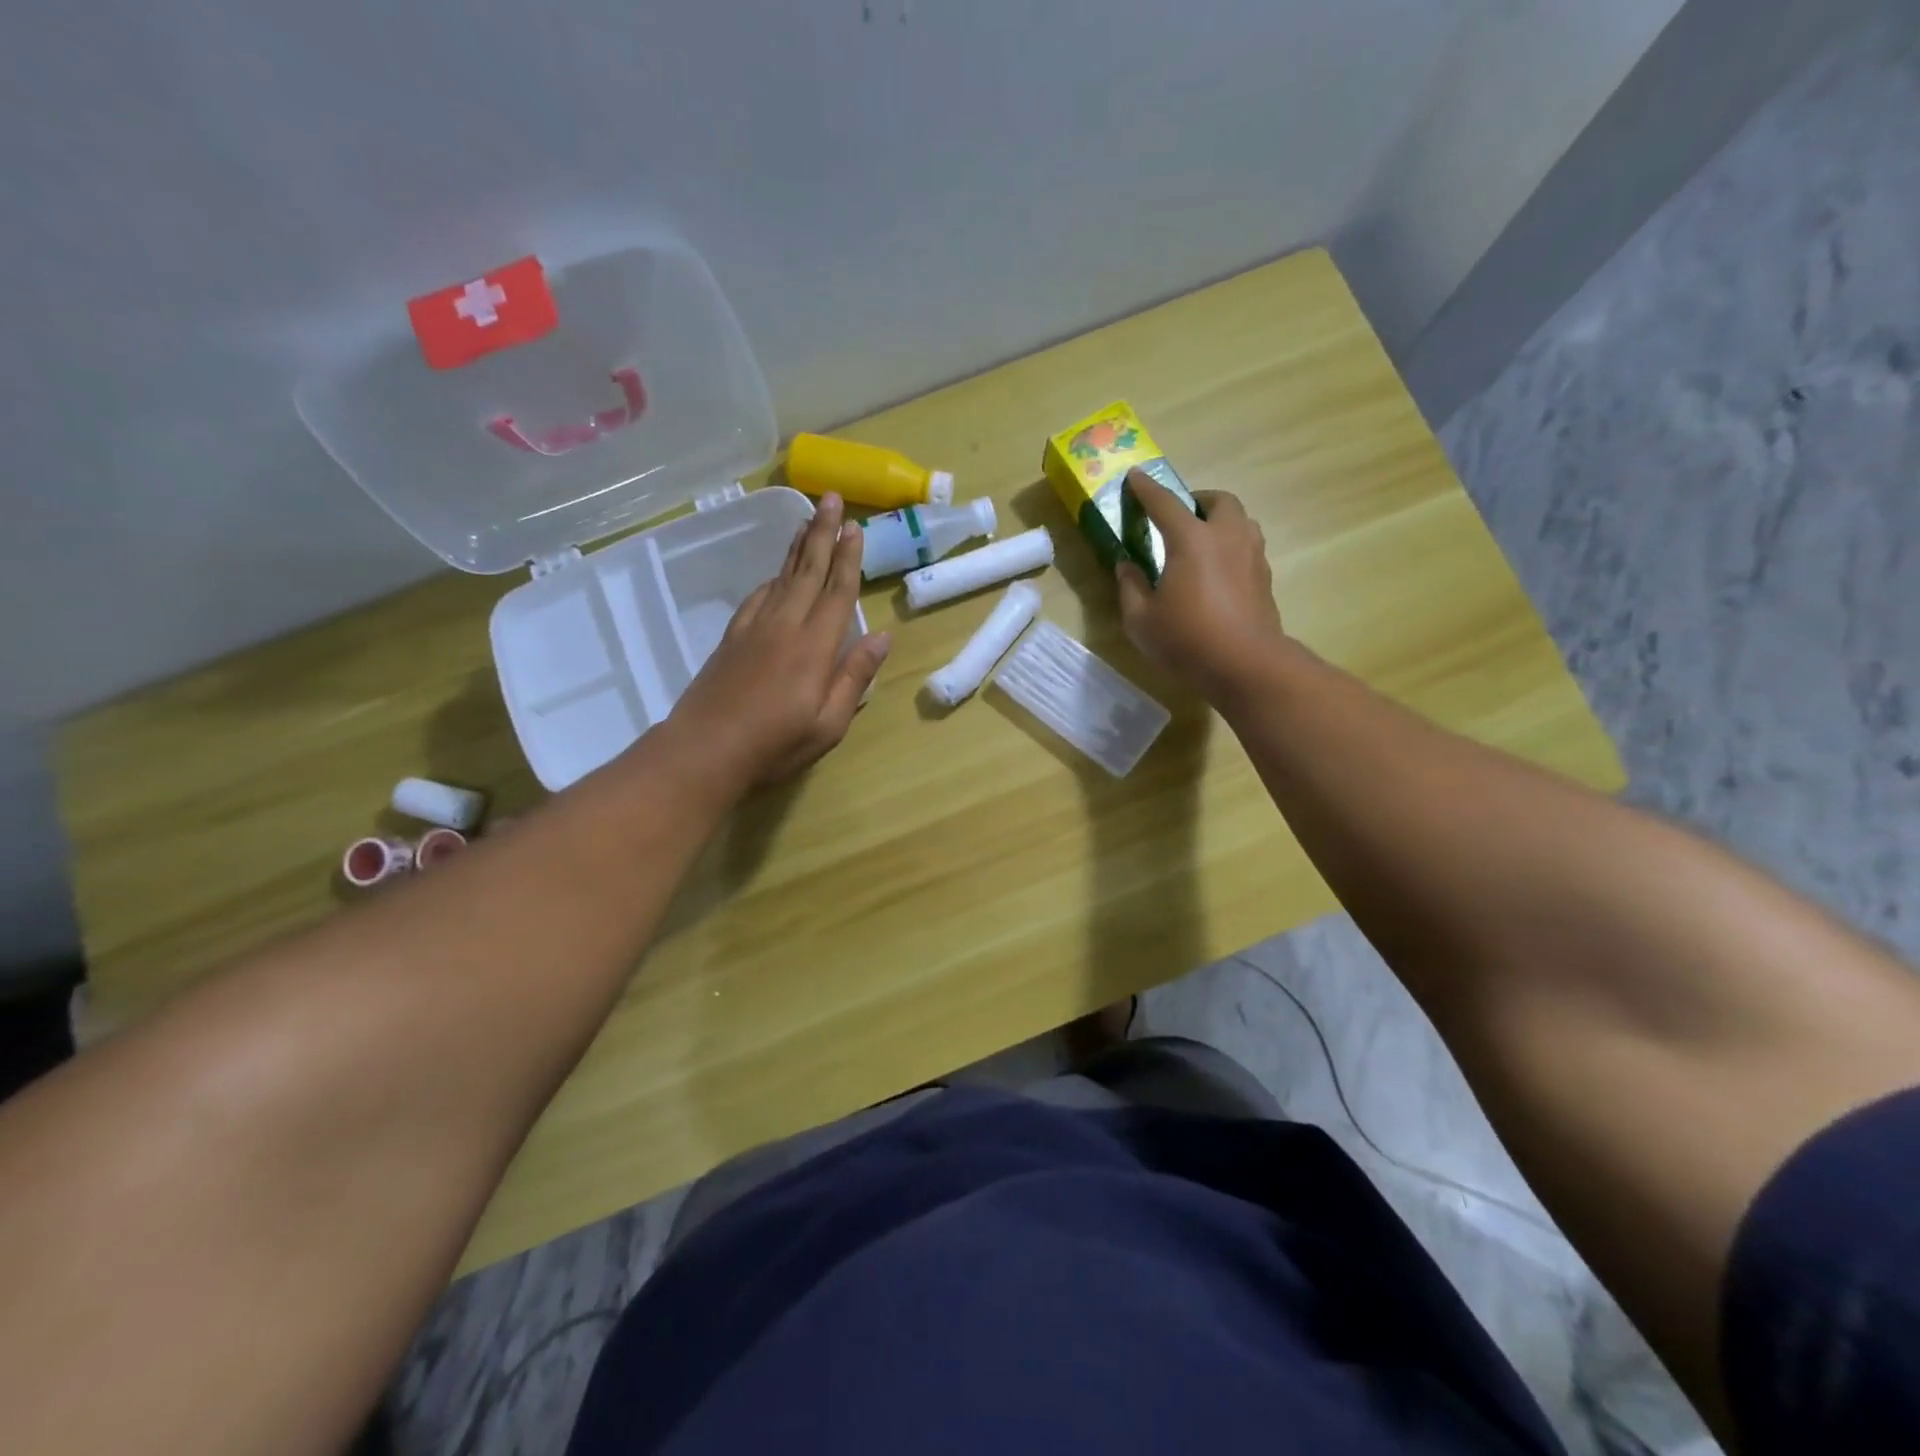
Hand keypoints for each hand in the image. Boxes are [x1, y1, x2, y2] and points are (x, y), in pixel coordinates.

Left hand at [667, 493, 890, 788]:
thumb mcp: (829, 723)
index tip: (855, 526)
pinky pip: (757, 597)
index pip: (837, 592)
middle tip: (829, 498)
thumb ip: (854, 676)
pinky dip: (771, 579)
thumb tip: (881, 636)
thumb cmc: (775, 744)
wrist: (704, 750)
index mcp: (814, 646)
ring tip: (807, 522)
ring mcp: (754, 629)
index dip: (848, 558)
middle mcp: (785, 626)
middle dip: (821, 533)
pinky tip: (775, 576)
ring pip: (781, 578)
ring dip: (797, 548)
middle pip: (807, 571)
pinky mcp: (732, 639)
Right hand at [1115, 470, 1286, 702]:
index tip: (1134, 477)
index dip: (1146, 489)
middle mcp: (1226, 537)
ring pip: (1240, 521)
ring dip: (1219, 521)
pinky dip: (1230, 546)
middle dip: (1197, 500)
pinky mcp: (1264, 577)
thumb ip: (1130, 586)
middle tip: (1178, 516)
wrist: (1246, 666)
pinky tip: (1217, 570)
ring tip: (1200, 541)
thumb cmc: (1187, 640)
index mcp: (1191, 540)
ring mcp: (1251, 555)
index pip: (1164, 503)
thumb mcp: (1141, 619)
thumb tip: (1127, 565)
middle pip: (1218, 501)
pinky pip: (1247, 546)